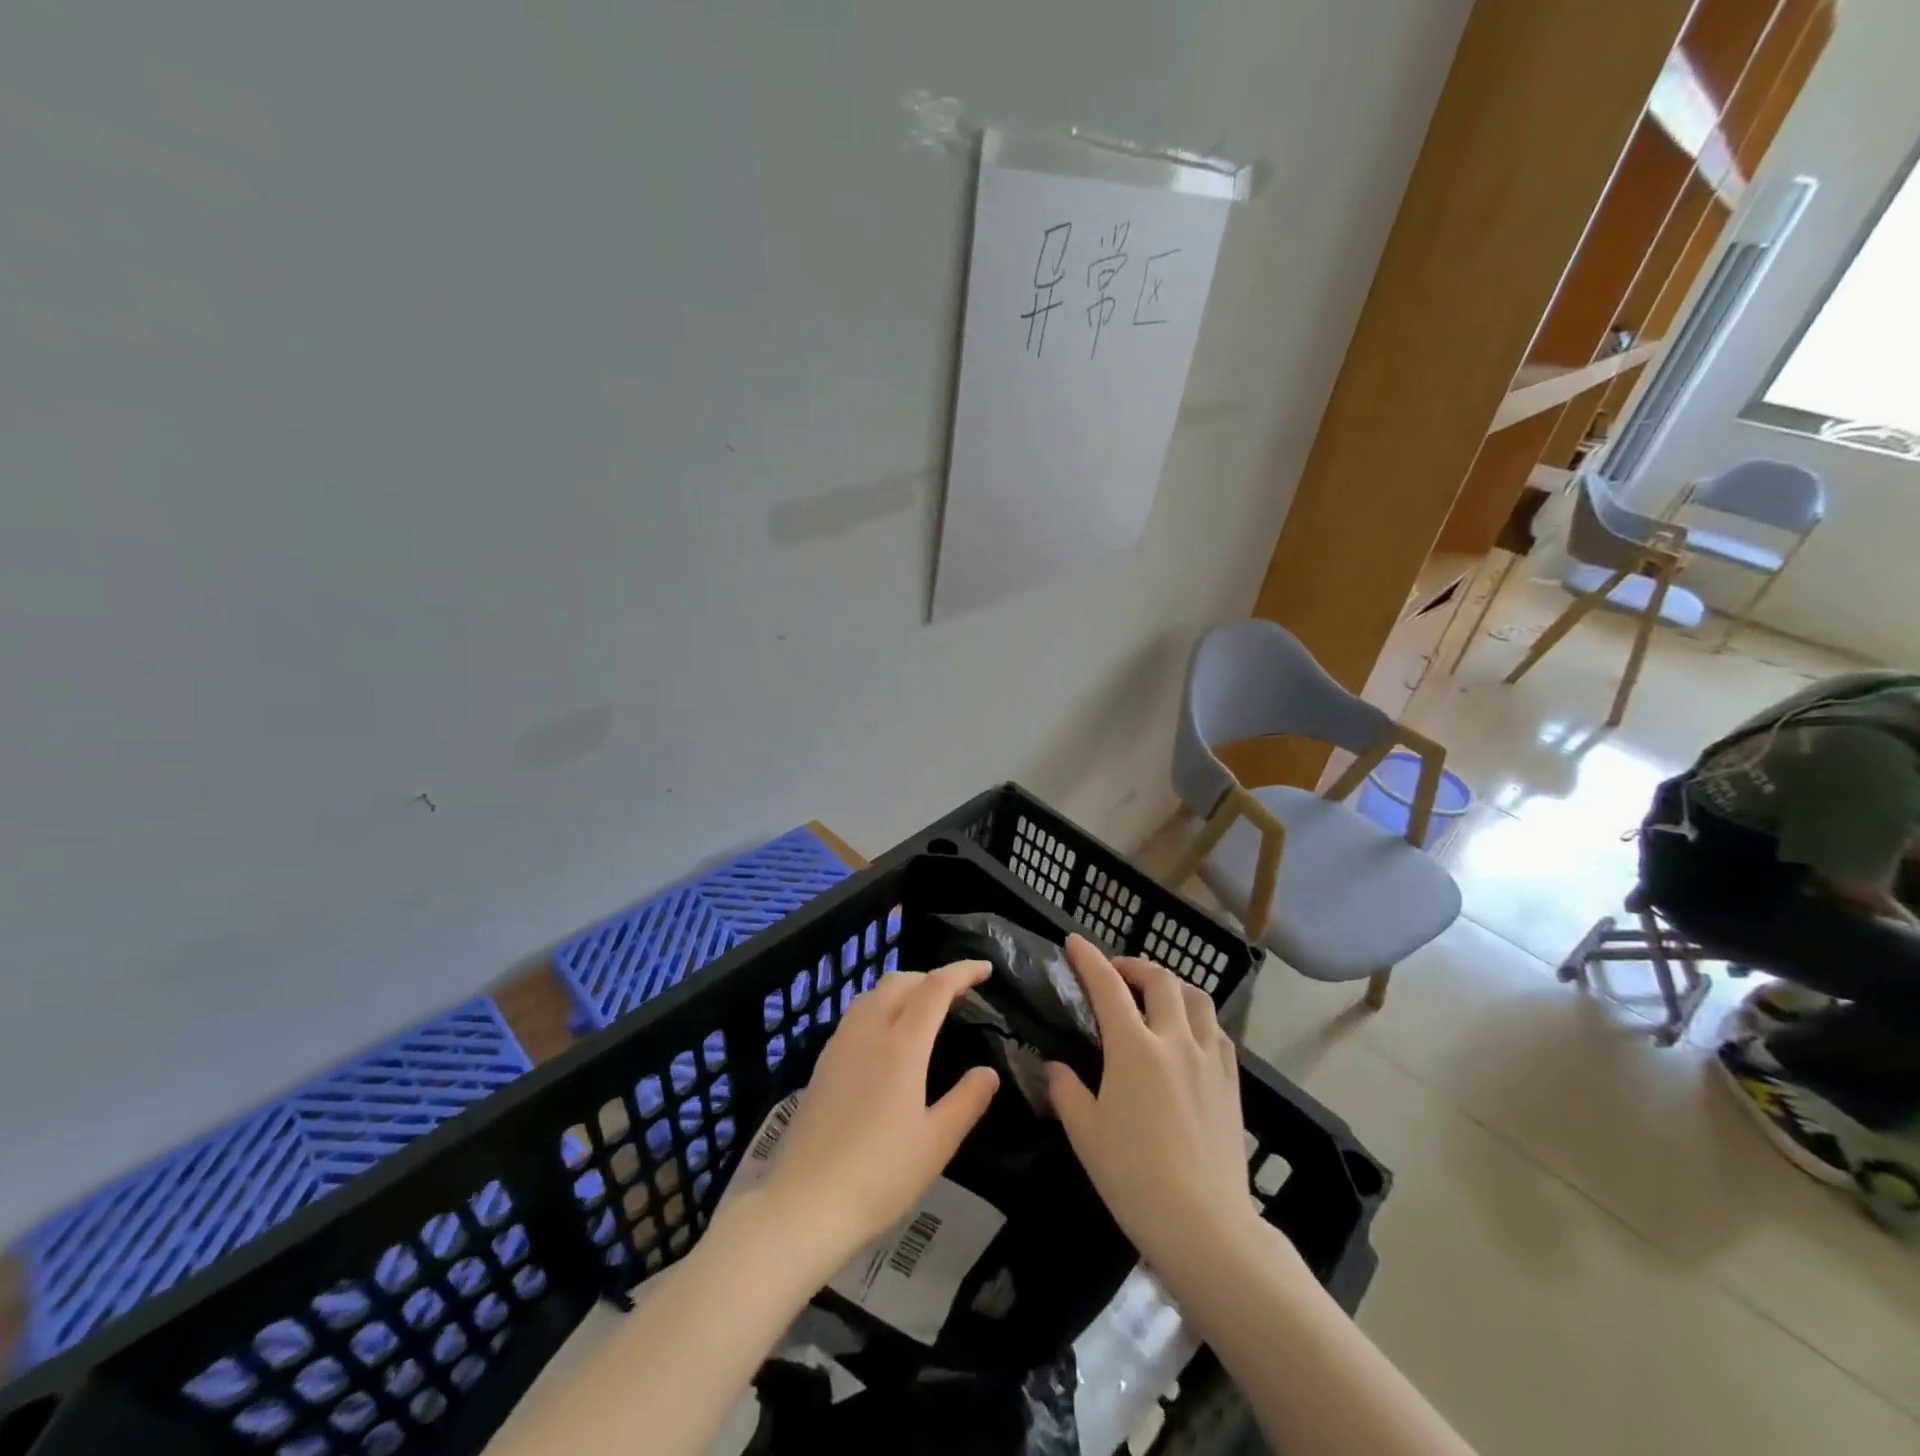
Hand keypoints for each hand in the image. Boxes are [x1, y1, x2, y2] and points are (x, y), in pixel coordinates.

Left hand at [759, 960, 1000, 1271]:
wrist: (805, 1205)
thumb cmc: (880, 1176)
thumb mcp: (936, 1143)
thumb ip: (967, 1101)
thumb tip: (988, 1072)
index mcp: (901, 1045)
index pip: (935, 988)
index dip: (962, 972)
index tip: (986, 969)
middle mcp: (868, 1032)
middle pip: (901, 981)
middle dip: (932, 977)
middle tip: (959, 993)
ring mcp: (840, 1045)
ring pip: (873, 994)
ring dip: (903, 988)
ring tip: (924, 1008)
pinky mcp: (822, 1063)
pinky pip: (856, 1014)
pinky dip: (880, 1006)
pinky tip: (887, 1037)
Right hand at [1048, 935, 1259, 1280]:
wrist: (1205, 1226)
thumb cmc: (1134, 1178)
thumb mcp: (1085, 1134)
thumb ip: (1066, 1090)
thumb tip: (1056, 1067)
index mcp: (1133, 1048)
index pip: (1107, 986)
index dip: (1089, 958)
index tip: (1074, 942)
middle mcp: (1174, 1040)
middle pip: (1159, 979)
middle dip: (1134, 965)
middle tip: (1116, 973)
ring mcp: (1209, 1059)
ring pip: (1196, 998)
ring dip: (1171, 985)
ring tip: (1156, 995)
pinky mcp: (1232, 1082)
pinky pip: (1217, 1031)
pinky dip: (1199, 1018)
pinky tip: (1190, 1034)